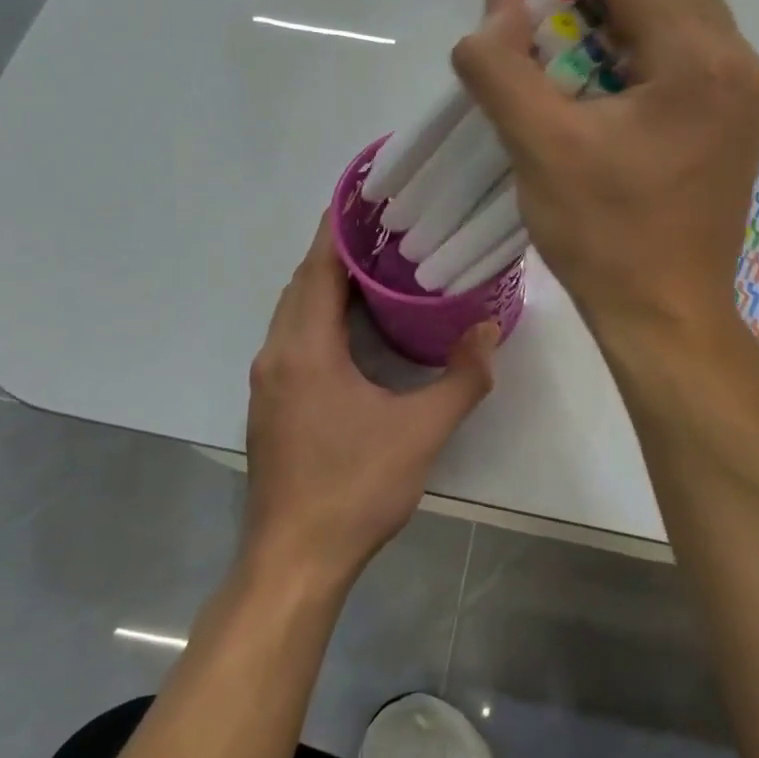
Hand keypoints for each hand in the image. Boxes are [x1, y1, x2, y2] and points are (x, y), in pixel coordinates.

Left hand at [243, 216, 497, 589]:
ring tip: (376, 268)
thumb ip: (462, 377)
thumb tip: (490, 329)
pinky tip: (354, 327)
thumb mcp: (421, 431)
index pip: (319, 266)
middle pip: (303, 283)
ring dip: (327, 284)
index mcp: (305, 348)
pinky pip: (292, 338)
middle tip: (386, 229)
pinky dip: (319, 316)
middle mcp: (277, 353)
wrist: (294, 561)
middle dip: (338, 251)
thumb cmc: (355, 488)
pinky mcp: (270, 404)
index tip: (369, 196)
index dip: (340, 227)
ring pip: (294, 312)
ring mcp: (268, 381)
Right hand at [451, 0, 758, 336]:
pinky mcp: (738, 115)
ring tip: (569, 56)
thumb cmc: (606, 236)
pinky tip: (605, 87)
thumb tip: (496, 8)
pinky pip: (690, 44)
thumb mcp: (539, 147)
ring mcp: (745, 88)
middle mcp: (737, 58)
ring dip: (618, 9)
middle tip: (543, 25)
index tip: (513, 1)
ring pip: (680, 3)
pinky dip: (642, 42)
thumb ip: (502, 65)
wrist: (668, 315)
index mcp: (699, 58)